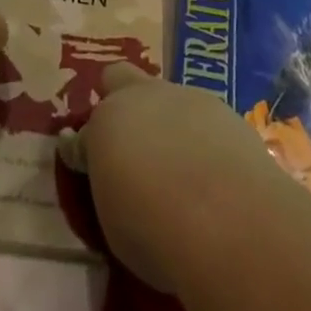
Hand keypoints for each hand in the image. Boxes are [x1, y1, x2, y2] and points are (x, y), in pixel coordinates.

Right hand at [59, 65, 285, 293]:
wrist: (229, 219)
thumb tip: (116, 180)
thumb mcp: (116, 222)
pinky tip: (212, 169)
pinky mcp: (224, 110)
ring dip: (165, 121)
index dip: (83, 153)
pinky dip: (200, 136)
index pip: (81, 136)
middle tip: (130, 144)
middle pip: (119, 78)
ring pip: (166, 97)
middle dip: (119, 101)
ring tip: (180, 165)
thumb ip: (111, 187)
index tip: (87, 169)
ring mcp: (185, 97)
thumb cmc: (156, 231)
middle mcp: (141, 98)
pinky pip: (202, 117)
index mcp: (104, 125)